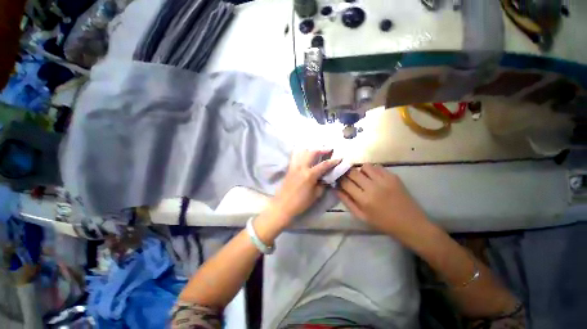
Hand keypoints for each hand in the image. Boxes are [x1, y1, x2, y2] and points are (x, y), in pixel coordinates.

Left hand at [270, 149, 340, 220]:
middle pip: (312, 153)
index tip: (339, 158)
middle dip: (322, 149)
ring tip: (317, 150)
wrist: (283, 205)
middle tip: (328, 149)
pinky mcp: (289, 168)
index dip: (333, 161)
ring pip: (302, 152)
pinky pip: (296, 157)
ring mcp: (294, 166)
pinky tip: (305, 154)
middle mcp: (302, 167)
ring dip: (311, 149)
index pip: (324, 165)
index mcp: (310, 174)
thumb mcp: (315, 195)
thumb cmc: (300, 202)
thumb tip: (325, 178)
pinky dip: (301, 153)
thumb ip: (322, 185)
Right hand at [337, 164, 428, 237]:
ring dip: (360, 170)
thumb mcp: (361, 216)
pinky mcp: (393, 177)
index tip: (338, 180)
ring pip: (365, 166)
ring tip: (362, 177)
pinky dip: (372, 170)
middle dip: (347, 173)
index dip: (339, 180)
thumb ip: (347, 201)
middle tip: (348, 177)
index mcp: (364, 199)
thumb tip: (336, 189)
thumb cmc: (383, 223)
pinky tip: (373, 177)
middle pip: (353, 172)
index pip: (345, 183)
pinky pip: (377, 167)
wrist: (410, 223)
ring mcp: (384, 180)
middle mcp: (373, 187)